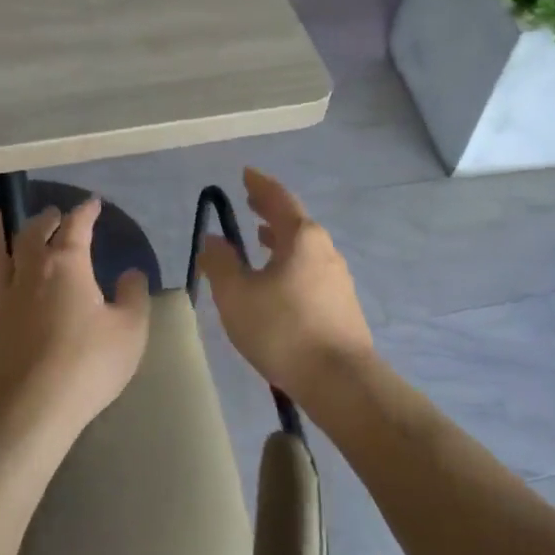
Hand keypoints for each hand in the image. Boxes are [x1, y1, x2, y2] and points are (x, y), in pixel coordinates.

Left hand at [0, 198, 150, 437]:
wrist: (35, 407)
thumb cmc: (89, 363)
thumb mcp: (130, 329)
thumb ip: (133, 296)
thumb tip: (131, 273)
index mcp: (67, 266)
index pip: (76, 228)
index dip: (85, 213)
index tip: (93, 203)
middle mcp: (30, 273)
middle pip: (31, 234)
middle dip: (44, 219)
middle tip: (52, 213)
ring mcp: (4, 301)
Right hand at [196, 168, 372, 400]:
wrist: (340, 380)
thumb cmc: (283, 330)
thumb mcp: (237, 296)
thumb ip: (221, 263)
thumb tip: (214, 239)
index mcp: (301, 238)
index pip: (278, 198)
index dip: (259, 185)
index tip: (246, 173)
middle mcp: (324, 249)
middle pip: (294, 220)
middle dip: (270, 210)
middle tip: (250, 201)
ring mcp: (337, 277)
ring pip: (304, 247)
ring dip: (281, 238)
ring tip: (261, 238)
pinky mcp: (341, 304)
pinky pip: (309, 268)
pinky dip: (290, 261)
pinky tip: (279, 280)